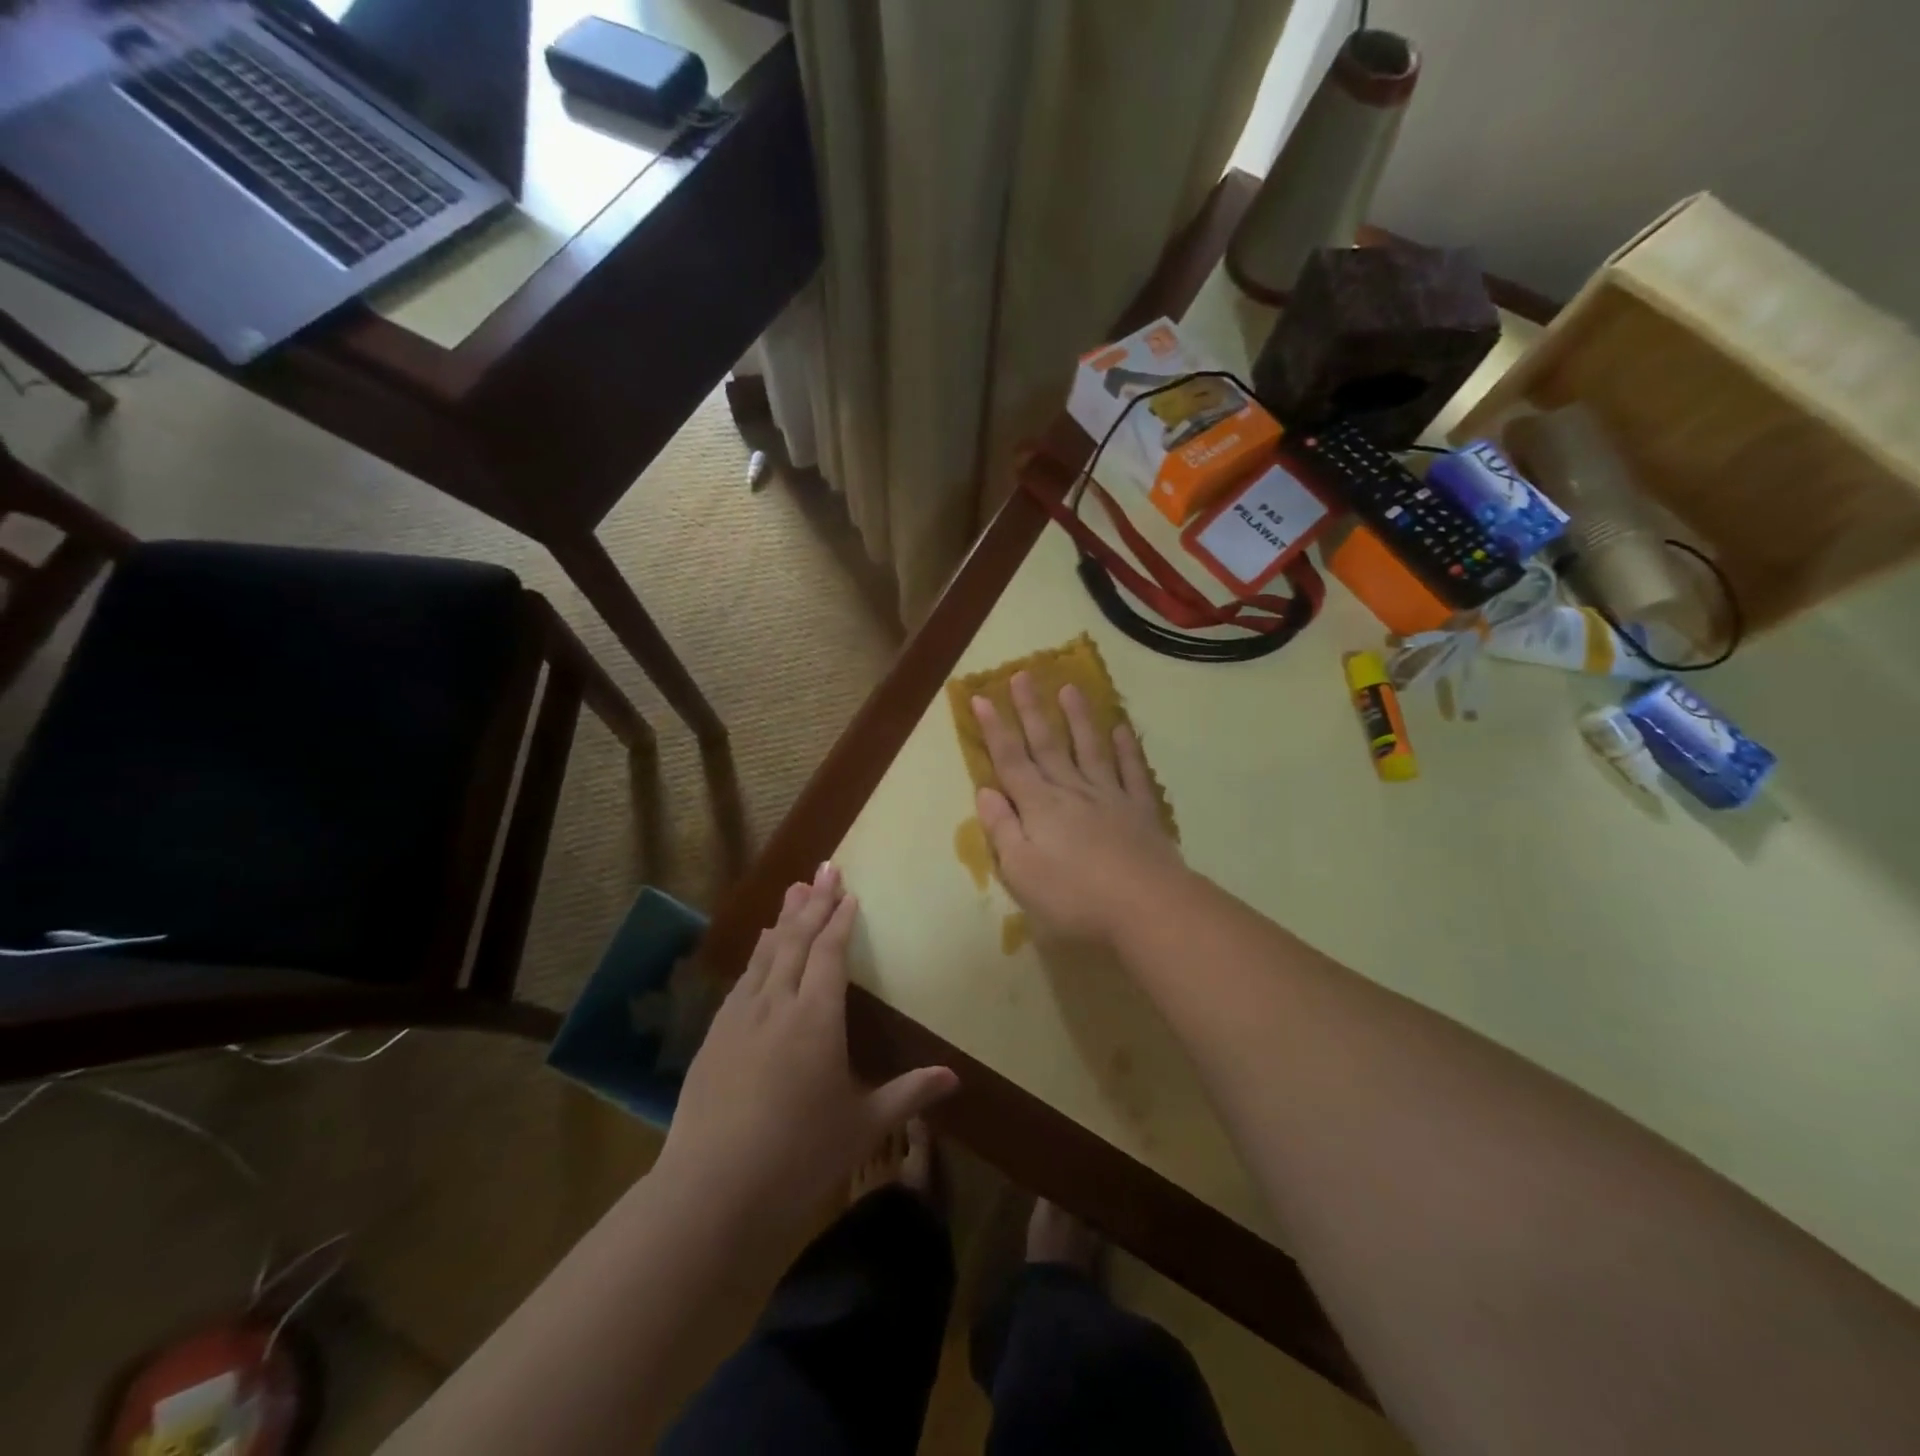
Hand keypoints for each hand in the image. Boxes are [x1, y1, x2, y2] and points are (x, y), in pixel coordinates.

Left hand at [655, 864, 956, 1240]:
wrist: (710, 1192)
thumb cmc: (798, 1157)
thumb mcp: (862, 1126)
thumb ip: (908, 1094)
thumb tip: (955, 1078)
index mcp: (815, 1018)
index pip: (830, 953)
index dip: (840, 920)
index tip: (848, 892)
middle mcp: (776, 1005)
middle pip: (795, 941)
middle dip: (813, 903)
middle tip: (824, 868)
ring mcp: (739, 1018)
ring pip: (765, 954)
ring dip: (782, 920)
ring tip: (793, 891)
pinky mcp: (714, 1038)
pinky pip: (742, 981)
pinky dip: (756, 956)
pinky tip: (759, 950)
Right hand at [972, 672, 1184, 946]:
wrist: (1147, 906)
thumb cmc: (1074, 897)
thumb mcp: (1022, 871)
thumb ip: (1003, 829)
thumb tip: (986, 790)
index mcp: (1039, 806)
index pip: (1010, 760)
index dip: (994, 729)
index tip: (981, 697)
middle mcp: (1072, 790)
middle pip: (1047, 745)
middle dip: (1031, 710)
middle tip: (1022, 674)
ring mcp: (1110, 796)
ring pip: (1090, 748)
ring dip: (1078, 718)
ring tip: (1070, 687)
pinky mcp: (1141, 810)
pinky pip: (1132, 771)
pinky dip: (1126, 749)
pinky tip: (1122, 729)